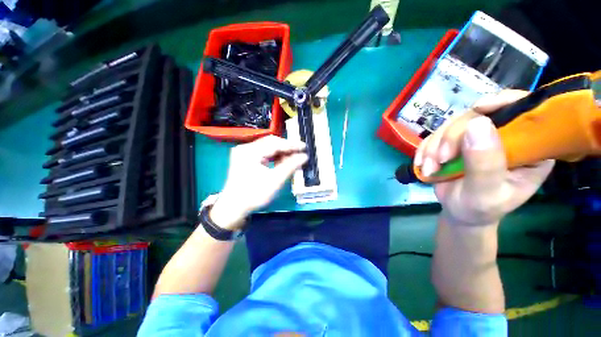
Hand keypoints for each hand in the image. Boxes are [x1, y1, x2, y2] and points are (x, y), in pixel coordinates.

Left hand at [209, 135, 307, 229]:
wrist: (233, 207)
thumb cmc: (254, 194)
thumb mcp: (275, 181)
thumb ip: (290, 166)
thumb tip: (304, 156)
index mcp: (250, 152)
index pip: (275, 143)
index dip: (291, 145)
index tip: (304, 147)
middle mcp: (245, 148)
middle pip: (270, 143)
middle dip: (286, 148)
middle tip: (299, 153)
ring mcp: (244, 152)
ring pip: (267, 147)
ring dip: (280, 152)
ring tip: (292, 159)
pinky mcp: (245, 158)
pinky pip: (263, 153)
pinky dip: (273, 156)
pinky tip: (281, 161)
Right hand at [414, 90, 554, 226]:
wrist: (459, 212)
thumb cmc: (480, 208)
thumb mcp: (486, 193)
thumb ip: (485, 163)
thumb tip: (477, 123)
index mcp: (529, 147)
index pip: (525, 112)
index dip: (505, 102)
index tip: (479, 109)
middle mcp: (505, 135)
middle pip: (479, 116)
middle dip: (453, 137)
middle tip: (441, 160)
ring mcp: (478, 136)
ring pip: (453, 124)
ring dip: (434, 146)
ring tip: (429, 168)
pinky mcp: (455, 141)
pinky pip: (436, 134)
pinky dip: (425, 149)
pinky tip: (422, 164)